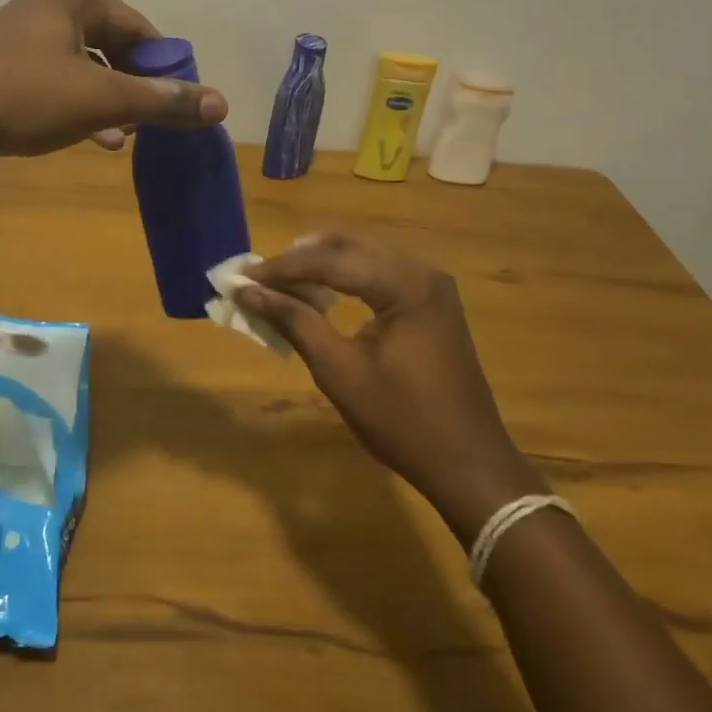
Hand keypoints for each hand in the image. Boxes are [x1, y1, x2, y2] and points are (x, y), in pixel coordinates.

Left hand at [0, 0, 227, 163]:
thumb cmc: (26, 97)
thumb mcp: (103, 99)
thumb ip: (163, 100)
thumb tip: (222, 104)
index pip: (140, 28)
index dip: (164, 67)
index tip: (177, 103)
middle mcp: (46, 6)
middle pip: (113, 47)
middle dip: (133, 88)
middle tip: (148, 124)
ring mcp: (21, 37)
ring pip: (85, 69)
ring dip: (108, 103)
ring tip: (122, 138)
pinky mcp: (4, 68)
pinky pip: (57, 83)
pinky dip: (78, 107)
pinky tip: (92, 139)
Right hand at [236, 234, 545, 546]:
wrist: (469, 465)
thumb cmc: (402, 421)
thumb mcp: (339, 371)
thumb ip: (295, 321)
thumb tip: (249, 292)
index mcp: (405, 285)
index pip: (331, 260)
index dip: (282, 268)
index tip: (242, 276)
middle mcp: (422, 272)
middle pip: (349, 247)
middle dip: (300, 259)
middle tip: (260, 276)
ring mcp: (431, 286)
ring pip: (364, 256)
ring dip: (322, 265)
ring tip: (282, 283)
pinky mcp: (431, 303)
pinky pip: (379, 273)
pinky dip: (345, 278)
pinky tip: (320, 294)